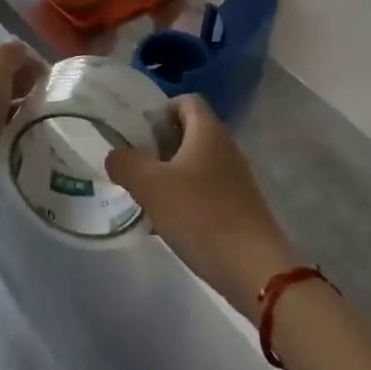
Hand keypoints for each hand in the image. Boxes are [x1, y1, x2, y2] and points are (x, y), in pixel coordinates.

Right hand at [106, 96, 298, 320]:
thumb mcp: (150, 186)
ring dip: (170, 176)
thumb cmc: (199, 214)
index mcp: (208, 131)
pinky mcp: (240, 207)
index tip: (139, 136)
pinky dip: (185, 199)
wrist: (254, 268)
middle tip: (135, 168)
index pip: (185, 101)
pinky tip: (168, 224)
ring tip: (147, 199)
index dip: (160, 111)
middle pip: (189, 133)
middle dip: (159, 147)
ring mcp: (236, 178)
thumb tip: (116, 156)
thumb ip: (125, 163)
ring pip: (196, 164)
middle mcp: (226, 147)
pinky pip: (206, 191)